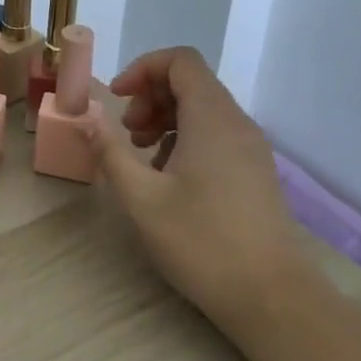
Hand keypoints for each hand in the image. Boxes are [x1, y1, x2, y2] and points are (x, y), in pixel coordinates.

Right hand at [83, 47, 305, 333]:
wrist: (273, 299)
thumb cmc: (202, 242)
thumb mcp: (141, 197)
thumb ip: (109, 150)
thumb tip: (86, 116)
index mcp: (212, 119)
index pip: (180, 61)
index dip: (143, 68)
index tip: (117, 99)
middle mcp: (237, 124)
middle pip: (190, 82)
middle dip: (149, 97)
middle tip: (127, 133)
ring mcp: (251, 149)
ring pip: (202, 109)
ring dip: (164, 119)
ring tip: (141, 156)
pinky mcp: (255, 172)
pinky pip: (215, 134)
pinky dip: (185, 139)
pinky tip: (167, 178)